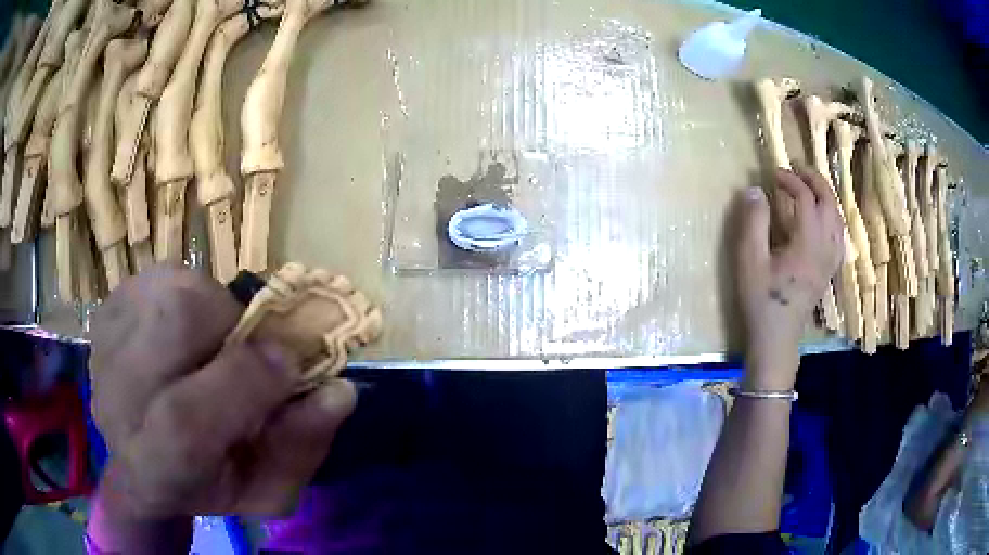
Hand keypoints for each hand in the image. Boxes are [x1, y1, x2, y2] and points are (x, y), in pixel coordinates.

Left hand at [90, 267, 355, 518]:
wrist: (143, 461)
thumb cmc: (210, 482)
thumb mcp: (267, 489)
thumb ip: (301, 447)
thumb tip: (339, 390)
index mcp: (155, 468)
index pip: (185, 421)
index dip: (244, 383)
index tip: (290, 364)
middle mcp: (115, 401)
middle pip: (174, 326)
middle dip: (230, 326)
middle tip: (246, 349)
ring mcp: (104, 348)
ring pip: (172, 290)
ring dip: (212, 309)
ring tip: (214, 344)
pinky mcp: (104, 313)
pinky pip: (161, 278)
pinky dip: (190, 295)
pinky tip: (185, 333)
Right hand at [733, 166, 842, 388]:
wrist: (777, 338)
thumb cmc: (761, 300)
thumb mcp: (749, 261)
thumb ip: (753, 222)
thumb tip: (756, 189)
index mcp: (807, 244)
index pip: (806, 199)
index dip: (790, 180)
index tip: (773, 174)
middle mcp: (825, 248)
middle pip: (829, 203)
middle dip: (814, 180)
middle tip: (796, 169)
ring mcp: (830, 259)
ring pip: (837, 217)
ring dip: (825, 195)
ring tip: (809, 185)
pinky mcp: (829, 269)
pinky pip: (838, 234)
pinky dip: (832, 216)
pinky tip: (822, 216)